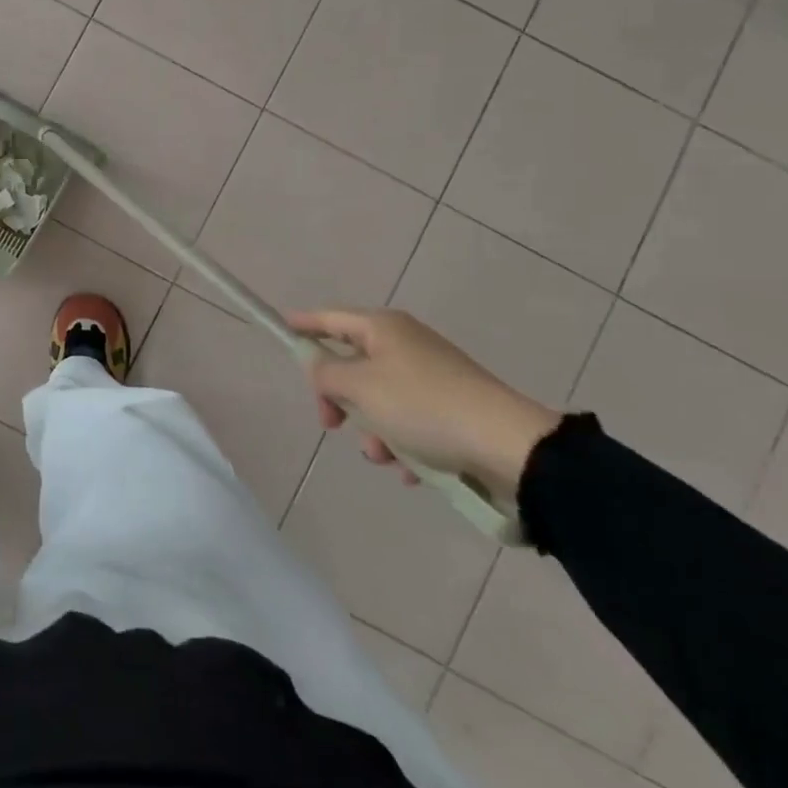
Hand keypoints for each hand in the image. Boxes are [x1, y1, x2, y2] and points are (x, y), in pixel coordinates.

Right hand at [289, 308, 560, 503]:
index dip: (304, 323)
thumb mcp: (360, 386)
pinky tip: (412, 469)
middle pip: (353, 364)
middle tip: (330, 423)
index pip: (331, 318)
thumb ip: (326, 373)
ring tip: (385, 455)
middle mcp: (406, 345)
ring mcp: (431, 376)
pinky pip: (411, 424)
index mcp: (383, 328)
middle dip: (339, 398)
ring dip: (373, 430)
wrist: (506, 444)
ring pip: (380, 400)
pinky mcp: (452, 408)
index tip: (282, 327)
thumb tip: (316, 363)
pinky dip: (404, 445)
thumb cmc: (422, 406)